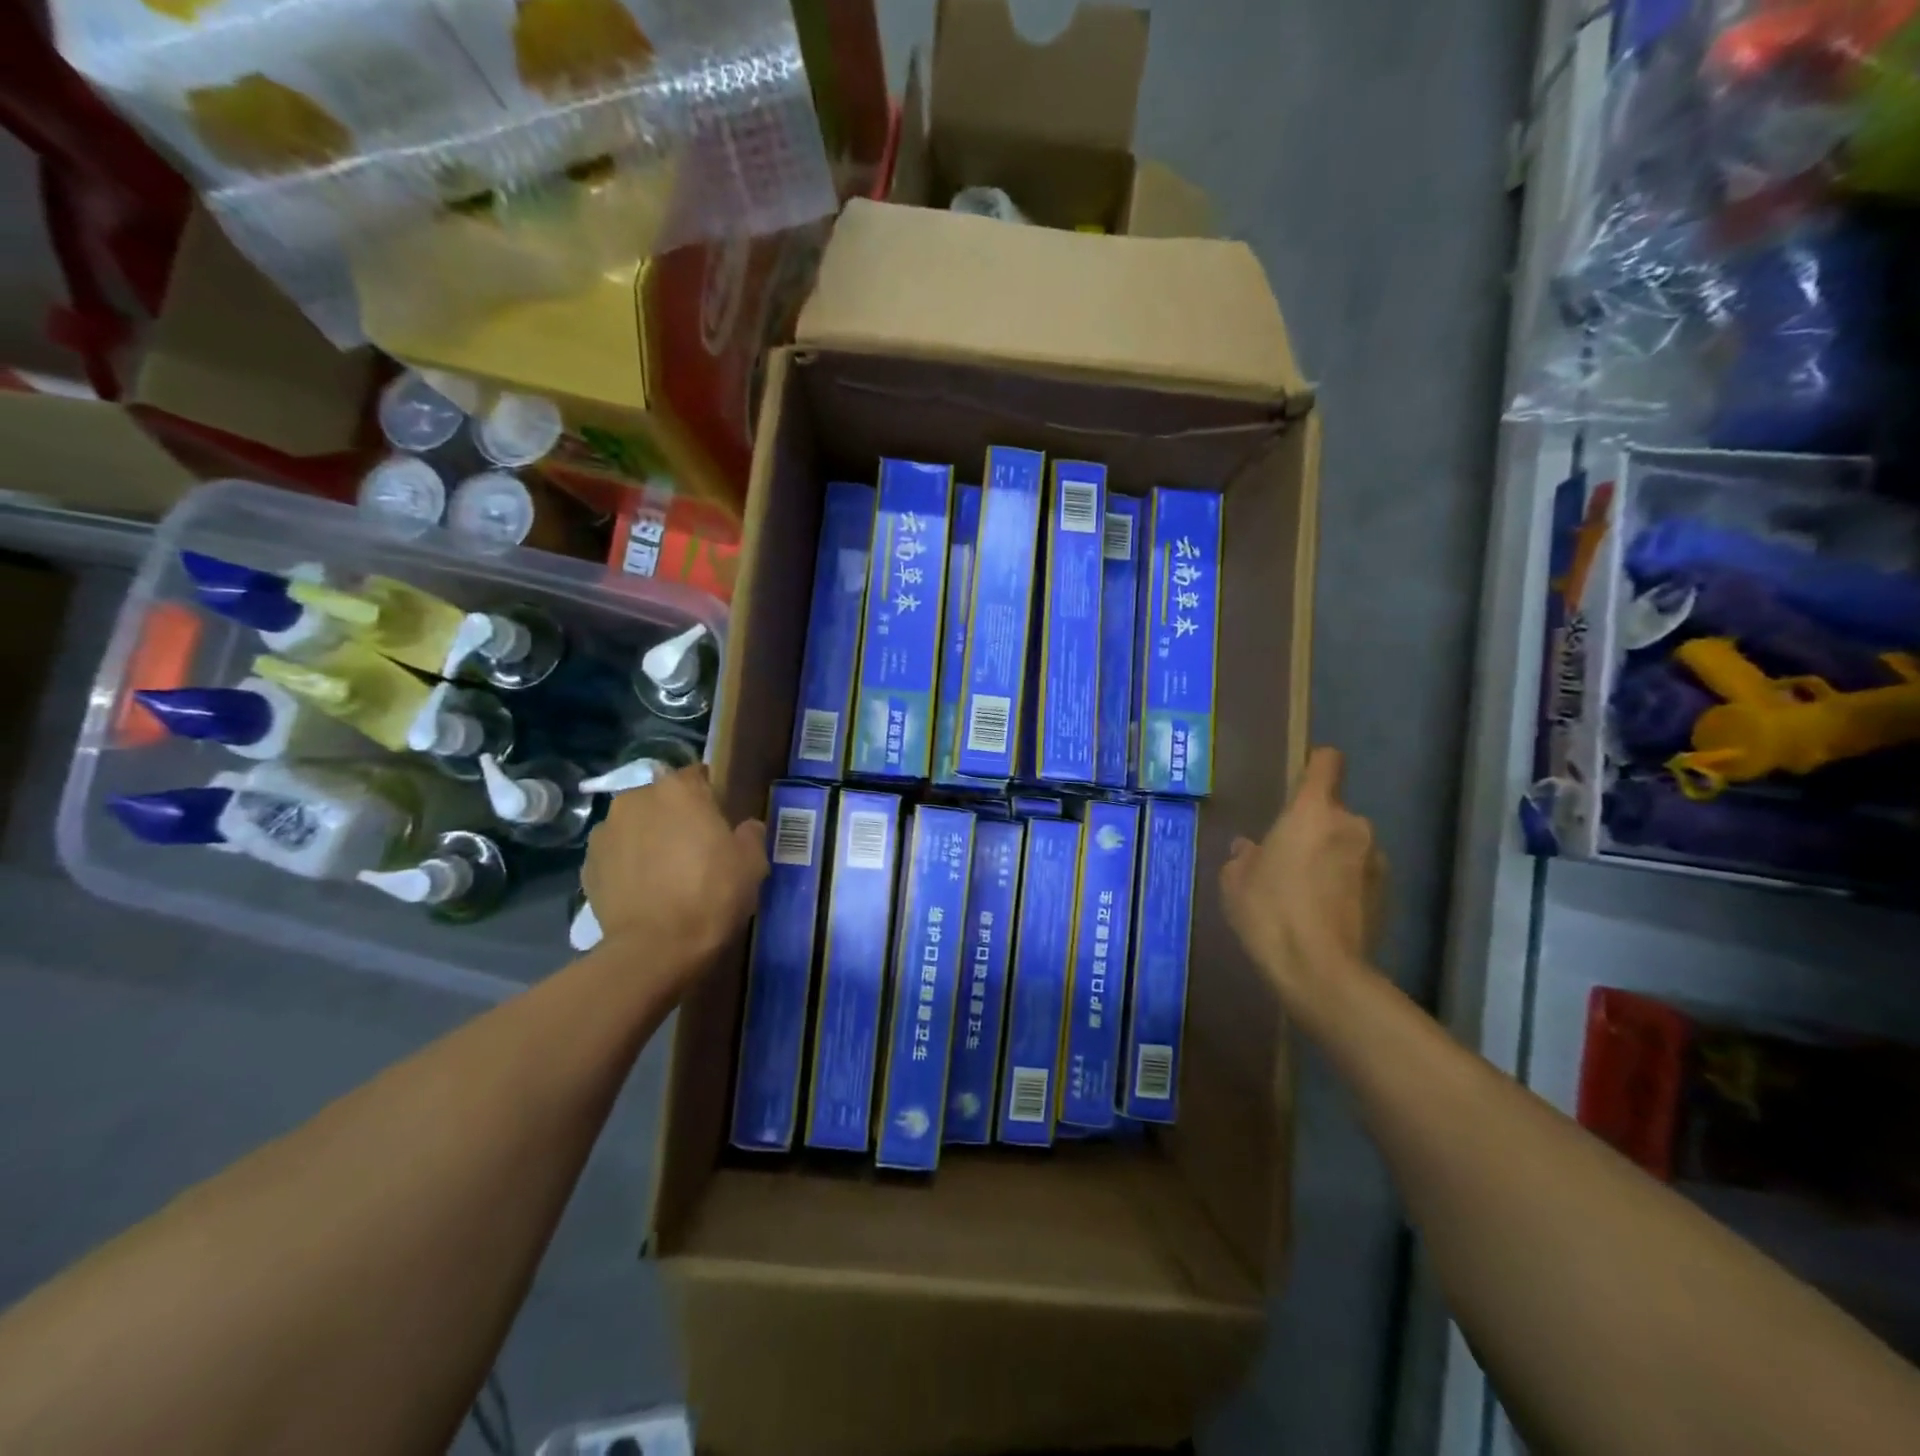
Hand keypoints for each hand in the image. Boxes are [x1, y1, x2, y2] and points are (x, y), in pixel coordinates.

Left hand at [582, 766, 766, 973]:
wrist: (655, 948)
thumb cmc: (711, 894)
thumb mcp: (752, 862)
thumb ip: (750, 834)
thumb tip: (745, 827)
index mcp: (678, 789)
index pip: (697, 775)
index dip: (710, 796)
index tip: (720, 820)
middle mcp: (635, 799)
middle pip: (662, 799)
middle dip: (676, 817)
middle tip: (695, 848)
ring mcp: (605, 831)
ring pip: (635, 826)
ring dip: (648, 839)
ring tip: (665, 872)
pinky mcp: (587, 864)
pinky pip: (616, 855)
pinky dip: (627, 865)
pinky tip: (644, 890)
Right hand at [1220, 747, 1384, 987]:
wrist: (1321, 971)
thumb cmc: (1271, 912)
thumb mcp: (1236, 882)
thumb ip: (1243, 857)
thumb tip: (1249, 849)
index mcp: (1313, 812)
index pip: (1327, 763)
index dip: (1316, 765)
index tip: (1302, 778)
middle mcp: (1352, 826)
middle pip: (1334, 812)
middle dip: (1315, 828)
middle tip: (1287, 858)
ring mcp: (1376, 862)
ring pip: (1348, 846)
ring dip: (1331, 858)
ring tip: (1305, 891)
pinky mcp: (1388, 896)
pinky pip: (1359, 876)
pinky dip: (1344, 886)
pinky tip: (1322, 913)